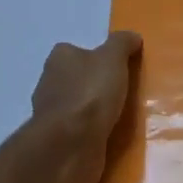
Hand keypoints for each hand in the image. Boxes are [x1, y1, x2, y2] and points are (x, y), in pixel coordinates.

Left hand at [27, 31, 142, 182]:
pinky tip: (113, 137)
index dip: (96, 57)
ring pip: (79, 108)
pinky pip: (81, 133)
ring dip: (96, 112)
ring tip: (124, 116)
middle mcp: (50, 84)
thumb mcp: (112, 58)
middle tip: (125, 92)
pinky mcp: (60, 142)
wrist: (70, 146)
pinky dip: (94, 134)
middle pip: (77, 79)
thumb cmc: (90, 95)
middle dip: (97, 85)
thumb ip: (122, 44)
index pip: (76, 51)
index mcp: (59, 60)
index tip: (119, 67)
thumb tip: (132, 36)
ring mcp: (53, 116)